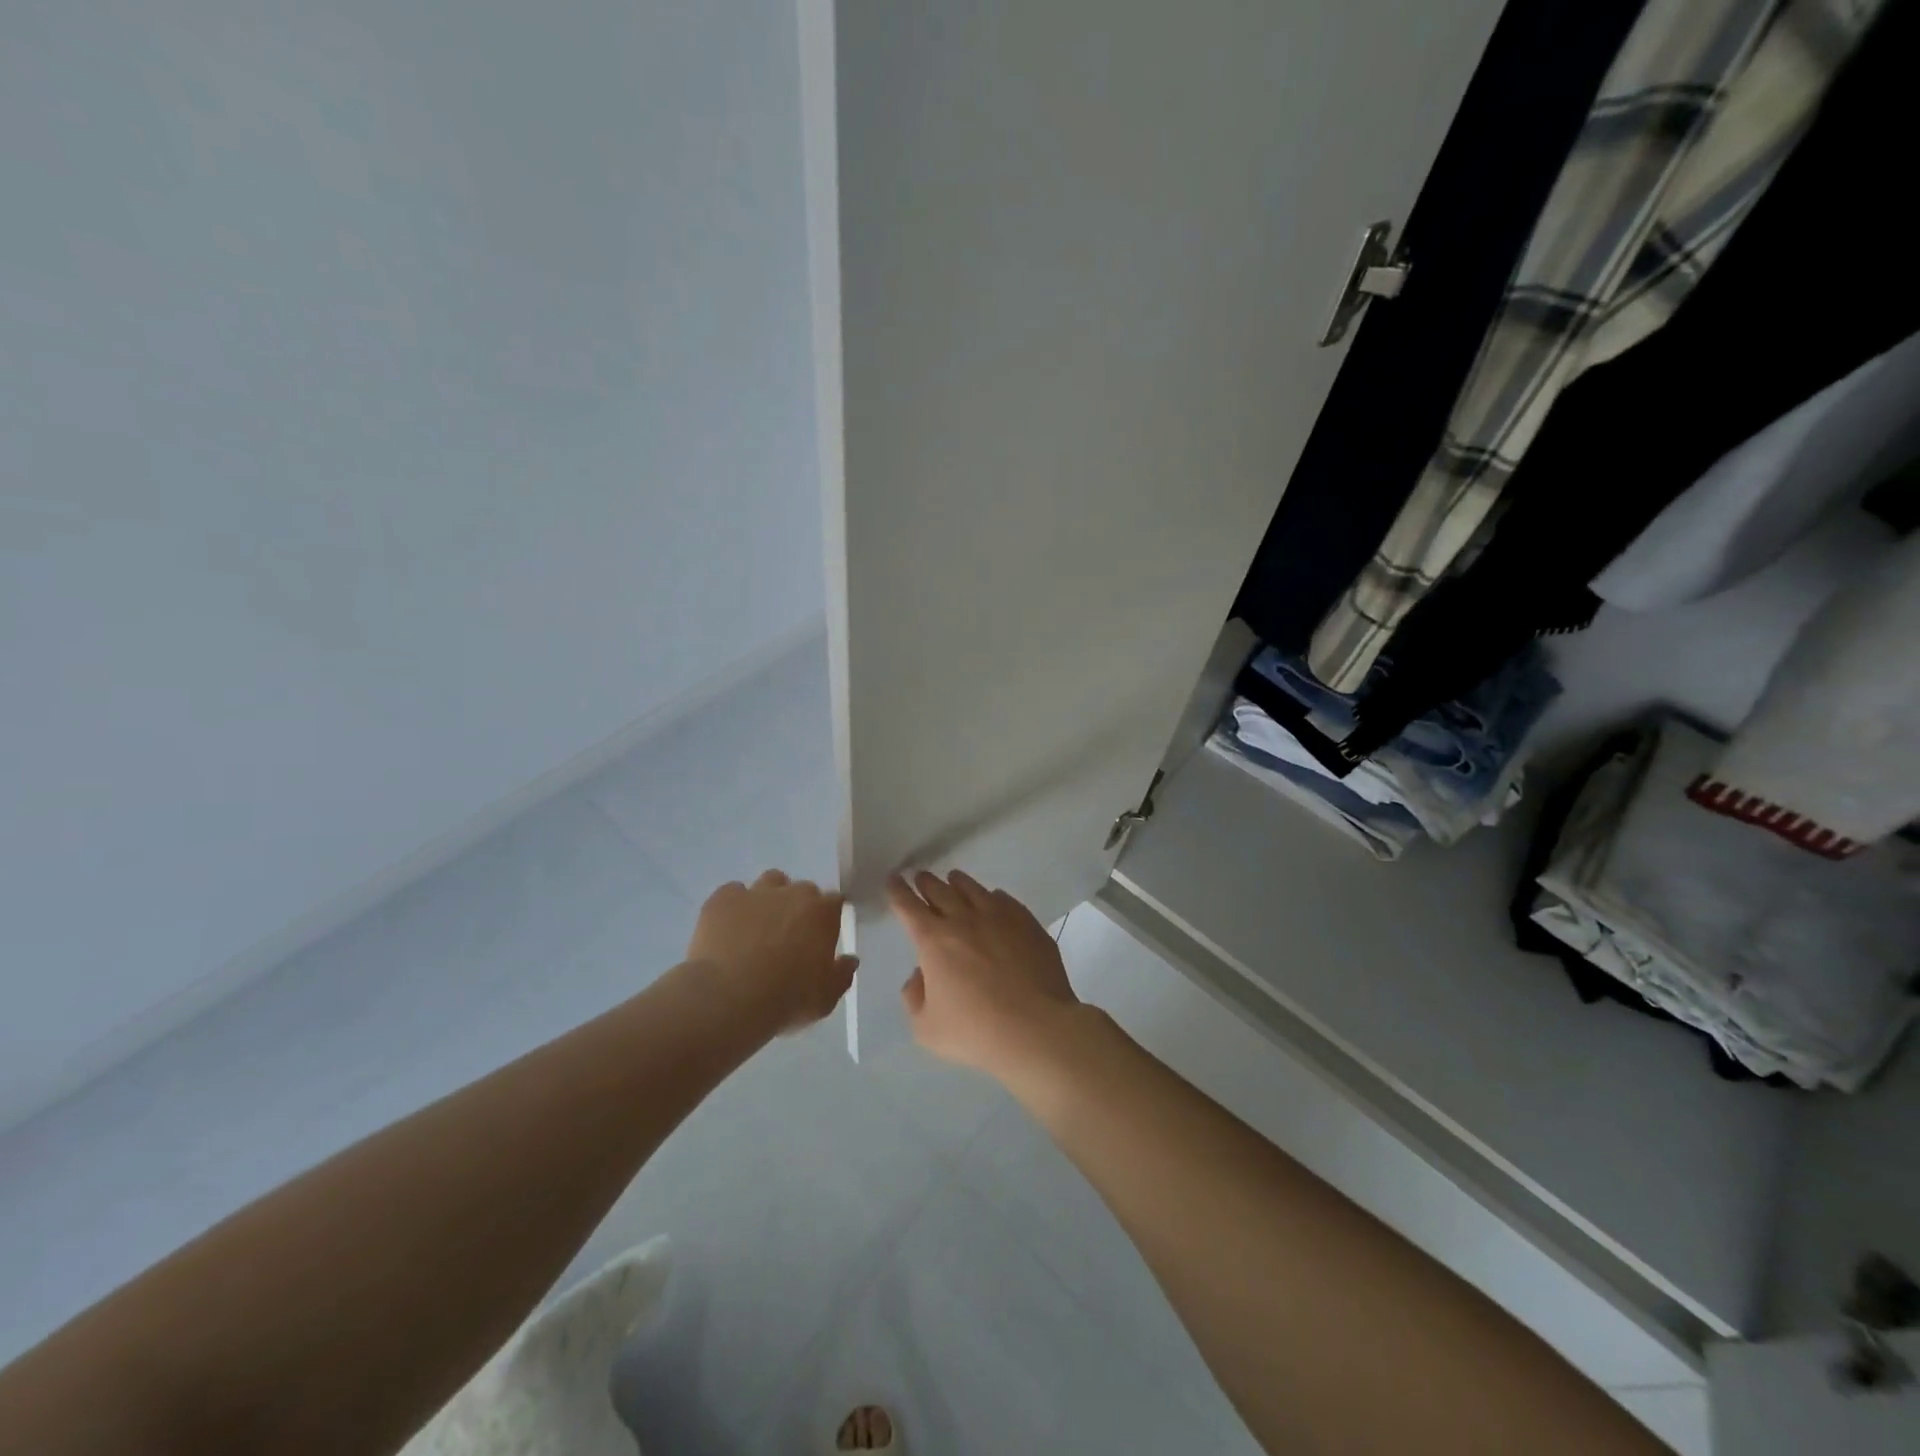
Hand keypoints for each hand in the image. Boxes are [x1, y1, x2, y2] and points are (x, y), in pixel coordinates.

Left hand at [687, 871, 857, 1034]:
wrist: (730, 998)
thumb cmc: (787, 999)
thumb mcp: (825, 998)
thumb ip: (842, 975)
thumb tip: (849, 960)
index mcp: (823, 912)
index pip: (835, 901)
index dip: (828, 917)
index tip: (822, 936)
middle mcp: (792, 893)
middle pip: (802, 890)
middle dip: (799, 907)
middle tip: (789, 936)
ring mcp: (756, 892)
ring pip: (770, 881)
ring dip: (770, 897)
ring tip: (759, 926)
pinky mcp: (722, 899)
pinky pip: (732, 893)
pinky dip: (734, 906)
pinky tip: (728, 928)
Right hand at [888, 870, 1082, 1080]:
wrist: (1036, 1028)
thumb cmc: (975, 1031)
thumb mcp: (926, 1028)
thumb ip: (914, 997)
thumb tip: (920, 975)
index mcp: (934, 940)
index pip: (909, 906)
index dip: (898, 891)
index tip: (893, 880)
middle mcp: (964, 919)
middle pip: (940, 890)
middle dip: (926, 882)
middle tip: (921, 877)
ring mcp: (999, 917)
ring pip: (973, 889)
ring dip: (958, 882)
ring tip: (953, 879)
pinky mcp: (1027, 923)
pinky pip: (1005, 900)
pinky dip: (992, 897)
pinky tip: (994, 899)